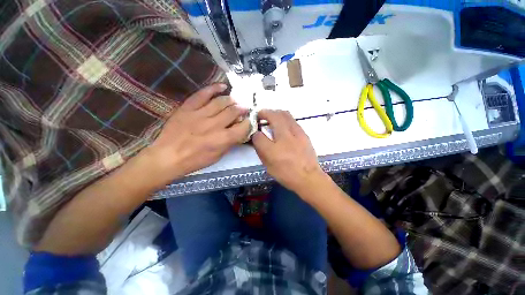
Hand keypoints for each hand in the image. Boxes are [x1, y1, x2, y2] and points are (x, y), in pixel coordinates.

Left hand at [143, 84, 249, 185]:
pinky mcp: (188, 108)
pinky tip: (223, 86)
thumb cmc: (195, 160)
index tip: (248, 121)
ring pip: (221, 101)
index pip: (243, 127)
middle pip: (234, 111)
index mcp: (223, 139)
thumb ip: (230, 143)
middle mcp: (215, 125)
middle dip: (242, 109)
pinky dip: (214, 88)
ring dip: (232, 100)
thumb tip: (238, 131)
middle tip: (244, 108)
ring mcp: (201, 114)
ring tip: (235, 100)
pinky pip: (203, 94)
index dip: (248, 122)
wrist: (168, 156)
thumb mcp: (218, 156)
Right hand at [252, 110, 325, 193]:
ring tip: (271, 117)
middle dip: (264, 113)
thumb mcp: (269, 166)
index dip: (254, 133)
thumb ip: (261, 151)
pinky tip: (282, 124)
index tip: (255, 132)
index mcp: (273, 151)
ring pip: (285, 114)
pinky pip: (292, 120)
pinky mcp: (304, 133)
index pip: (258, 136)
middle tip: (260, 115)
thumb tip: (257, 138)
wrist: (309, 177)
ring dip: (275, 112)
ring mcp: (297, 134)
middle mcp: (285, 139)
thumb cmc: (287, 174)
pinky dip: (284, 118)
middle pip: (274, 116)